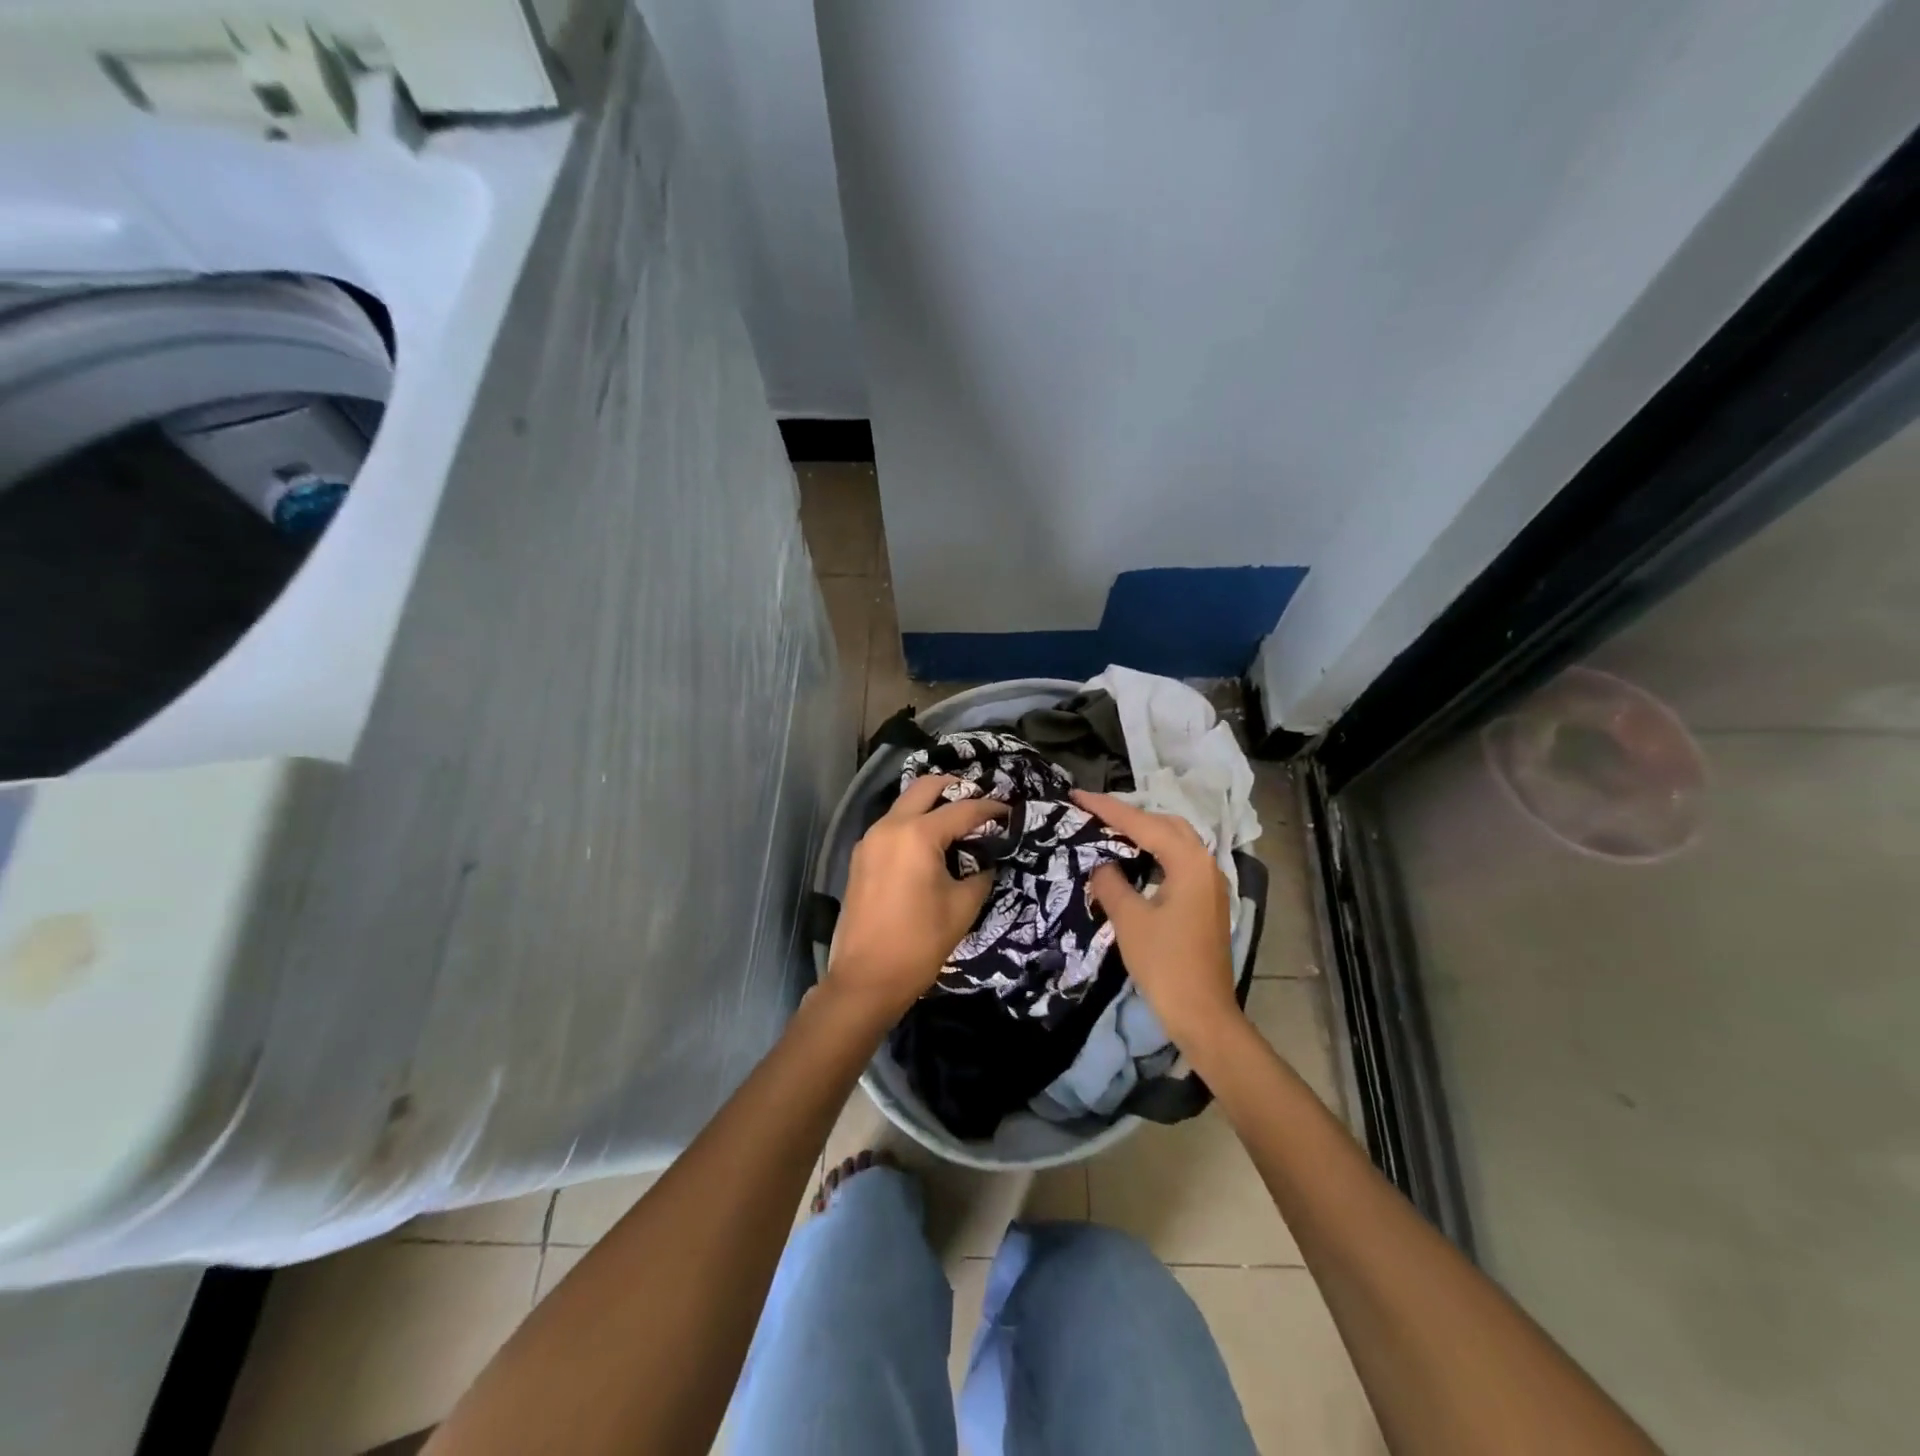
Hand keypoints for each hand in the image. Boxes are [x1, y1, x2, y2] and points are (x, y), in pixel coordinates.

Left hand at [826, 775, 1005, 1022]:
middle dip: (955, 788)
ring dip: (932, 805)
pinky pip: (891, 825)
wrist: (866, 978)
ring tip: (958, 823)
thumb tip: (987, 859)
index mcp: (917, 835)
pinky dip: (913, 823)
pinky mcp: (861, 857)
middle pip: (925, 787)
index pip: (962, 809)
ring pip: (905, 804)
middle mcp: (889, 826)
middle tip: (980, 804)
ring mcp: (870, 839)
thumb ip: (980, 874)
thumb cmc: (919, 943)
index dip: (990, 809)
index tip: (1009, 812)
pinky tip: (931, 844)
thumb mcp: (962, 907)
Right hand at [1072, 790, 1241, 1051]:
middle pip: (1165, 824)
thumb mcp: (1129, 919)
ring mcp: (1210, 884)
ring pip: (1175, 841)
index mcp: (1189, 862)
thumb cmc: (1165, 964)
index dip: (1107, 808)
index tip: (1076, 795)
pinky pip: (1178, 861)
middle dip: (1129, 814)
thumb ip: (1111, 882)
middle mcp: (1206, 864)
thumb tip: (1100, 864)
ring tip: (1108, 830)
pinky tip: (1133, 860)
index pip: (1142, 824)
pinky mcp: (1206, 901)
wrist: (1202, 1014)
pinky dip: (1154, 852)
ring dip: (1144, 832)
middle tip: (1093, 812)